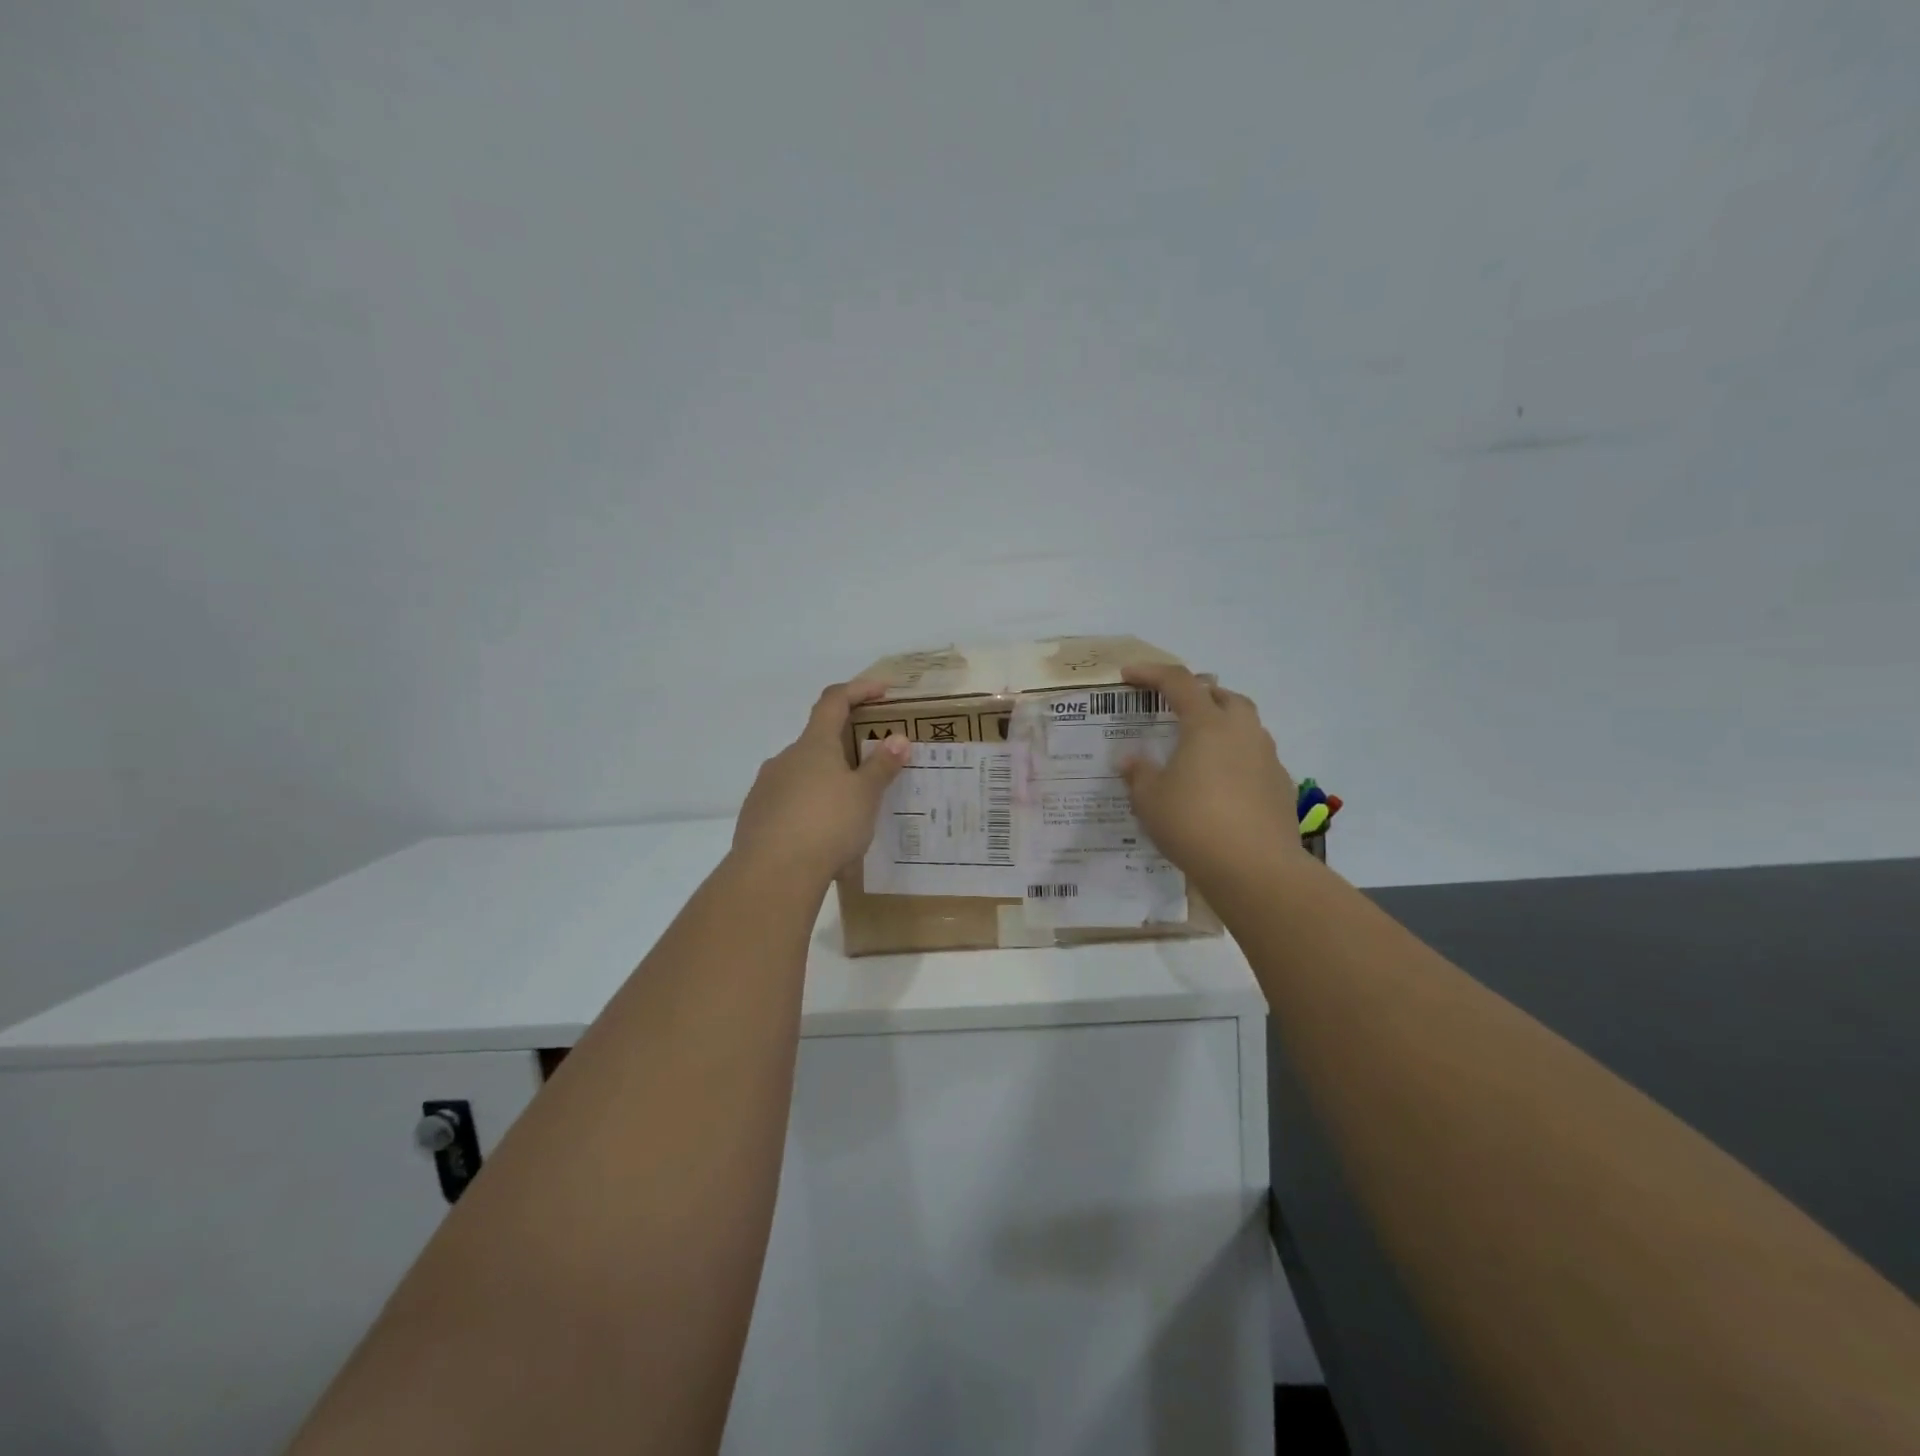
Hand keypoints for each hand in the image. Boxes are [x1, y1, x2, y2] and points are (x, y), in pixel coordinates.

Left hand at [732, 682, 910, 883]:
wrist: (772, 873)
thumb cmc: (827, 825)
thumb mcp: (865, 796)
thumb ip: (882, 766)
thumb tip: (898, 739)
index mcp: (814, 744)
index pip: (834, 701)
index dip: (858, 690)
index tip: (882, 691)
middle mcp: (785, 758)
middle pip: (817, 740)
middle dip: (845, 749)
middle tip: (872, 769)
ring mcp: (766, 787)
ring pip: (802, 774)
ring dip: (826, 782)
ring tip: (850, 812)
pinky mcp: (755, 816)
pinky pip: (788, 803)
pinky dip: (809, 809)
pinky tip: (823, 837)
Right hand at [1117, 662, 1301, 883]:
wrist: (1256, 869)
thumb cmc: (1193, 824)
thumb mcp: (1149, 800)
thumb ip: (1139, 774)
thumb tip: (1131, 759)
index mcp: (1207, 725)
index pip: (1178, 683)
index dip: (1151, 674)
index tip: (1129, 676)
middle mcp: (1242, 732)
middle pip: (1223, 696)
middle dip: (1199, 694)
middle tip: (1177, 708)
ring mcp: (1267, 758)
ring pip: (1246, 726)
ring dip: (1222, 726)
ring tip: (1199, 749)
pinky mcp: (1281, 786)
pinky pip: (1256, 759)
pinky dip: (1236, 760)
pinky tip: (1221, 785)